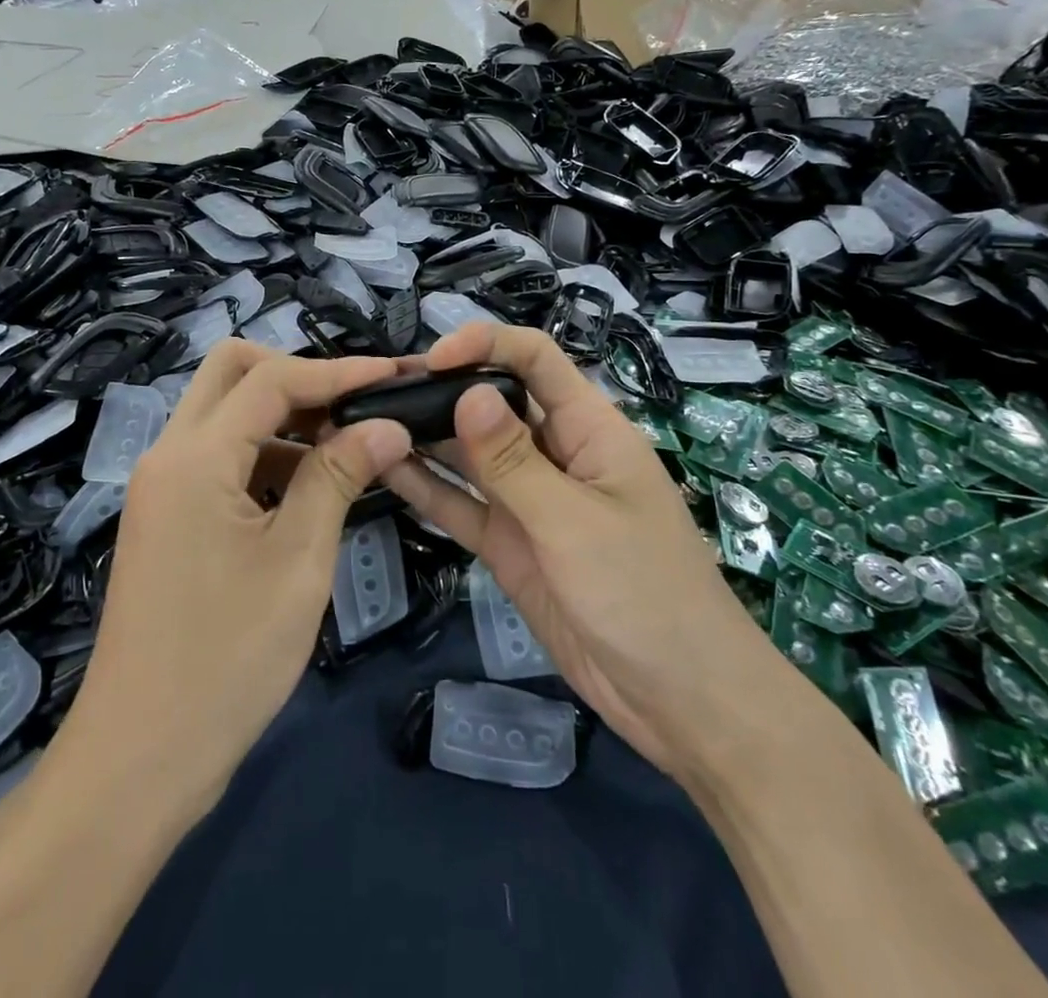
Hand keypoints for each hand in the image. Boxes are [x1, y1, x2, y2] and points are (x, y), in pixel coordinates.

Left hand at [66, 343, 410, 809]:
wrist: (139, 758)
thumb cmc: (226, 660)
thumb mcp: (298, 561)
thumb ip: (339, 477)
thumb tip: (387, 425)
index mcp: (194, 458)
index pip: (271, 379)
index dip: (338, 370)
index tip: (394, 374)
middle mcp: (169, 455)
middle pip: (231, 372)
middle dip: (298, 374)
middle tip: (357, 403)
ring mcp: (163, 486)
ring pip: (225, 413)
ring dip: (285, 415)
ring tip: (349, 444)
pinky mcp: (169, 516)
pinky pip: (221, 457)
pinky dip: (268, 453)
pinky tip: (313, 486)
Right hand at [382, 325, 764, 779]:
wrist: (681, 702)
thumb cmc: (645, 594)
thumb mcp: (575, 522)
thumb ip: (514, 461)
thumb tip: (467, 393)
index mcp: (588, 429)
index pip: (535, 359)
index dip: (486, 344)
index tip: (432, 359)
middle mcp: (554, 453)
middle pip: (493, 403)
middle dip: (441, 390)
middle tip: (377, 390)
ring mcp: (529, 500)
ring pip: (470, 454)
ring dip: (426, 436)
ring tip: (366, 421)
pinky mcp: (509, 543)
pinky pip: (462, 505)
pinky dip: (427, 489)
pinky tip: (383, 470)